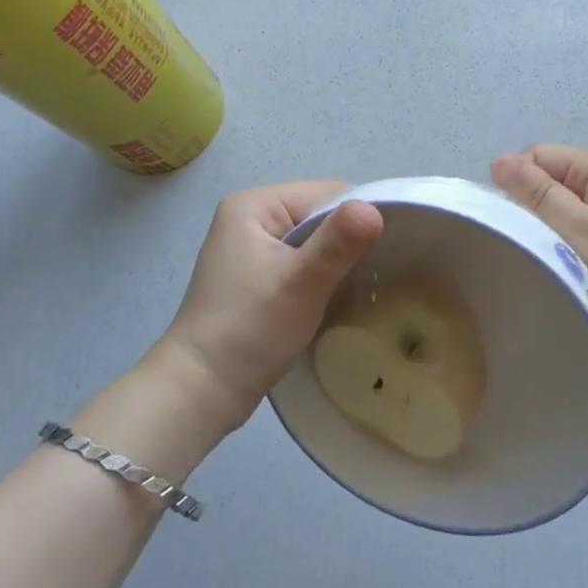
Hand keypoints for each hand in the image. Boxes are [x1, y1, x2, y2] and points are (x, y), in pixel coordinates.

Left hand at [151, 183, 383, 438]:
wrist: (199, 393)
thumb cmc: (249, 330)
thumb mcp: (300, 284)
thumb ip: (338, 244)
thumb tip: (375, 209)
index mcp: (254, 205)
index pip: (326, 194)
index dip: (359, 218)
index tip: (389, 250)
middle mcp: (249, 218)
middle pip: (319, 216)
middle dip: (348, 242)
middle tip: (380, 272)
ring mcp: (249, 249)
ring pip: (312, 242)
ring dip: (335, 262)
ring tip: (362, 286)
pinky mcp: (254, 277)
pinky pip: (299, 262)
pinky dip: (319, 277)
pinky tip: (335, 297)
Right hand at [491, 146, 587, 365]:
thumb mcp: (584, 233)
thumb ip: (539, 197)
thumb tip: (499, 160)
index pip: (537, 157)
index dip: (516, 187)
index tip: (512, 229)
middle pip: (553, 184)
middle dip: (536, 215)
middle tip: (532, 254)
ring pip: (571, 214)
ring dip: (558, 238)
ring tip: (554, 270)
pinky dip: (580, 253)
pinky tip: (579, 279)